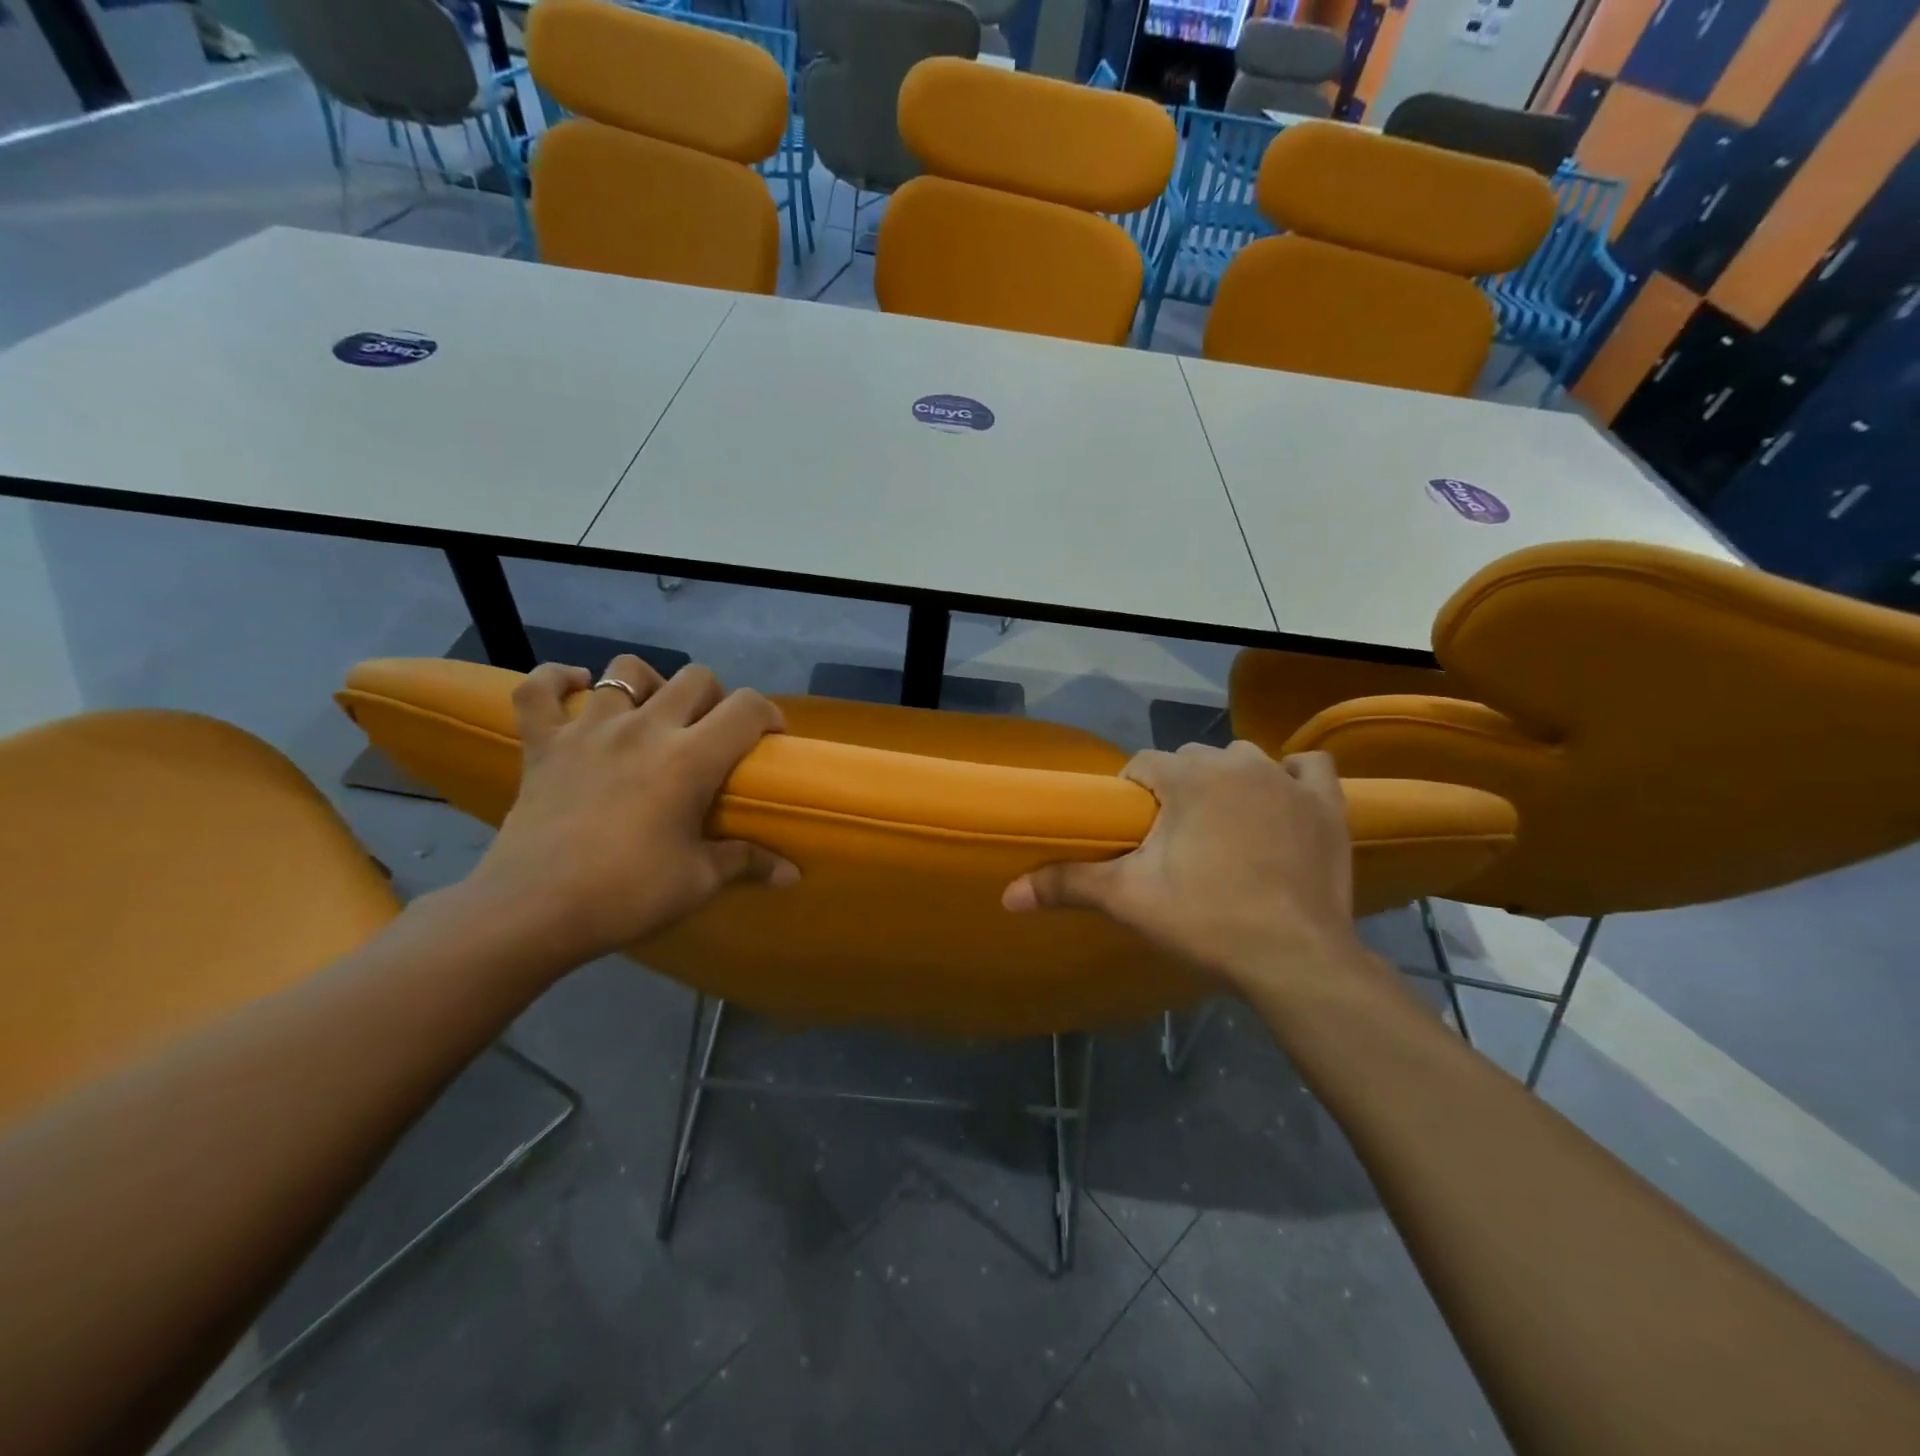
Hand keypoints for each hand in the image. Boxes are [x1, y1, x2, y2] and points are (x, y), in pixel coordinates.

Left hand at [462, 656, 795, 967]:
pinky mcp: (542, 743)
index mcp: (690, 758)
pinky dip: (556, 680)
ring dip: (649, 684)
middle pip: (695, 678)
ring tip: (651, 714)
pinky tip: (576, 688)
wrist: (532, 912)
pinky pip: (538, 689)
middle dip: (715, 697)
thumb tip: (792, 875)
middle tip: (712, 733)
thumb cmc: (626, 894)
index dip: (768, 715)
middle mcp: (644, 729)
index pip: (746, 708)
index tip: (769, 738)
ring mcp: (588, 729)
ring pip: (625, 670)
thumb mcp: (698, 881)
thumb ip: (747, 862)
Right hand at [1003, 743, 1377, 998]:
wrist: (1295, 958)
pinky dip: (1293, 778)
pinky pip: (1307, 769)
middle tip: (1174, 842)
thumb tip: (1006, 895)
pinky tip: (1282, 800)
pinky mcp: (1327, 805)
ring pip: (1243, 760)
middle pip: (1190, 761)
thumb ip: (1067, 885)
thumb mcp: (1128, 900)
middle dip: (1176, 790)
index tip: (1135, 834)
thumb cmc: (1206, 920)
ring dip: (1228, 782)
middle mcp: (1236, 764)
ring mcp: (1287, 781)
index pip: (1142, 765)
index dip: (1132, 796)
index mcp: (1187, 777)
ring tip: (1223, 827)